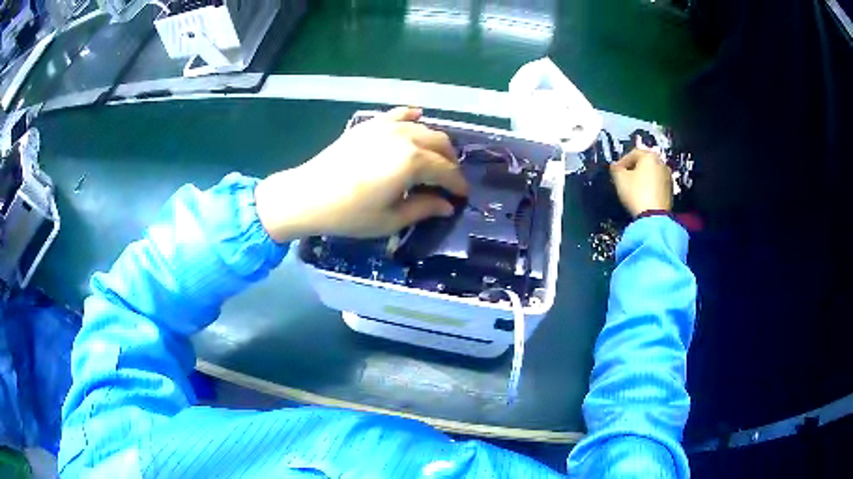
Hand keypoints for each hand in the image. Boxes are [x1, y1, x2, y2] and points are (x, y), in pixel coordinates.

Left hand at [255, 107, 467, 241]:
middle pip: (439, 143)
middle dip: (450, 161)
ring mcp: (385, 127)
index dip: (457, 184)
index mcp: (412, 161)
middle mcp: (404, 137)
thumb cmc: (350, 213)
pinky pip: (397, 115)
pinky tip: (417, 117)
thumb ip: (423, 208)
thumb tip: (447, 206)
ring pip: (422, 128)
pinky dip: (411, 117)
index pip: (446, 170)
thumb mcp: (390, 219)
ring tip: (436, 158)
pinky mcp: (369, 126)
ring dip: (435, 142)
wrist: (308, 196)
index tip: (462, 196)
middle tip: (450, 180)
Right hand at [610, 148, 672, 216]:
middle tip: (624, 178)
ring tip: (633, 188)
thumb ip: (615, 169)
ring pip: (651, 173)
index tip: (616, 171)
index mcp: (649, 156)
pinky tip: (643, 195)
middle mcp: (661, 163)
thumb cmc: (636, 193)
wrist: (654, 217)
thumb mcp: (620, 179)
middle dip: (633, 169)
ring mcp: (668, 177)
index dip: (622, 161)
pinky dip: (649, 186)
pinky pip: (657, 184)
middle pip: (644, 162)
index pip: (633, 153)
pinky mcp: (670, 191)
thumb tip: (615, 166)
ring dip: (642, 178)